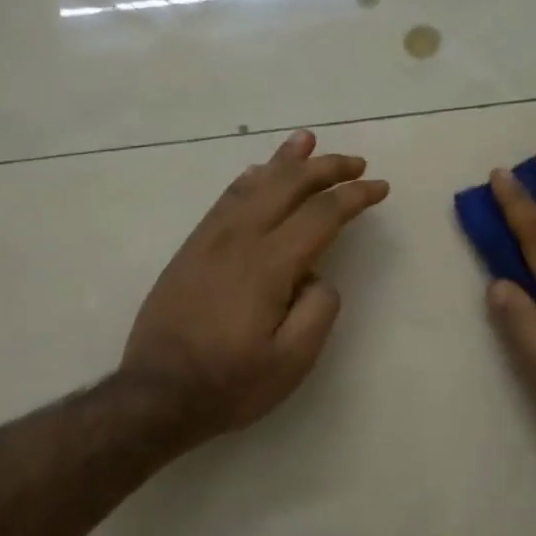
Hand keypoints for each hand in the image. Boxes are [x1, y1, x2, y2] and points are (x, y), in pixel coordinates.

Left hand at [121, 130, 388, 448]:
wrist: (156, 395)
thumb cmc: (229, 384)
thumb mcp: (292, 362)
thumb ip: (318, 310)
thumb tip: (317, 277)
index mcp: (268, 265)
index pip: (320, 215)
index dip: (354, 196)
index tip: (379, 187)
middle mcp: (238, 240)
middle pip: (287, 187)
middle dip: (325, 168)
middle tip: (354, 161)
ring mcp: (209, 241)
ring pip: (252, 185)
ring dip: (284, 161)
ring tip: (306, 140)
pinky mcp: (190, 250)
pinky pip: (224, 200)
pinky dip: (248, 180)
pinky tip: (256, 173)